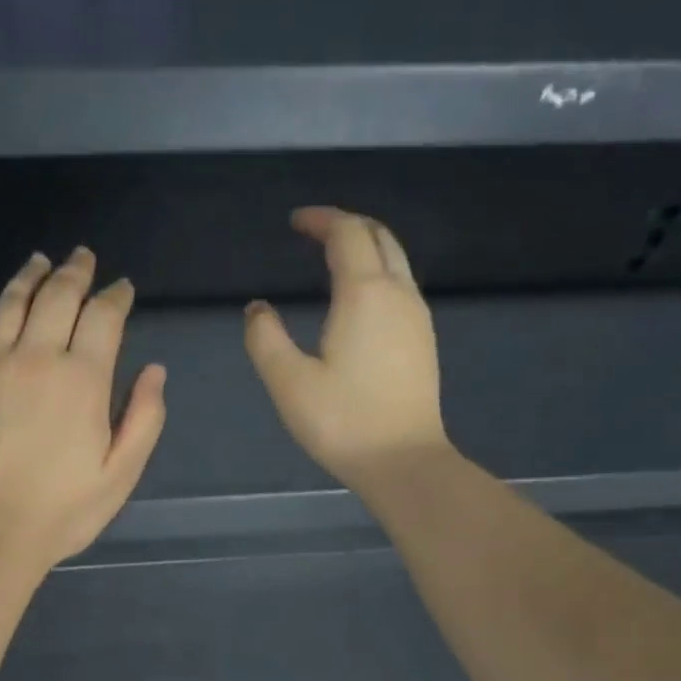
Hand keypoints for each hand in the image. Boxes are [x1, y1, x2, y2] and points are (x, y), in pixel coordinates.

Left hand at [0, 247, 166, 572]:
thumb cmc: (63, 510)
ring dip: (28, 277)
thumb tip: (154, 370)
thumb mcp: (121, 473)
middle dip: (75, 273)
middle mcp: (36, 358)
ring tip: (39, 261)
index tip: (122, 288)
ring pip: (9, 304)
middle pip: (57, 297)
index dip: (116, 296)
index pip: (103, 318)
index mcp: (82, 379)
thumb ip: (144, 418)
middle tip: (83, 258)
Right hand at [243, 207, 450, 493]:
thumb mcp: (289, 382)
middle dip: (347, 224)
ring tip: (333, 258)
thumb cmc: (343, 422)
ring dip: (365, 247)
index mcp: (364, 294)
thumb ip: (265, 338)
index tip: (295, 222)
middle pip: (379, 236)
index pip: (347, 234)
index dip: (320, 220)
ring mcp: (417, 316)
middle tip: (314, 231)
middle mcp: (398, 293)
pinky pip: (401, 285)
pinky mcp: (423, 339)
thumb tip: (257, 309)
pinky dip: (378, 272)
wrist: (404, 460)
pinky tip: (357, 298)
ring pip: (395, 260)